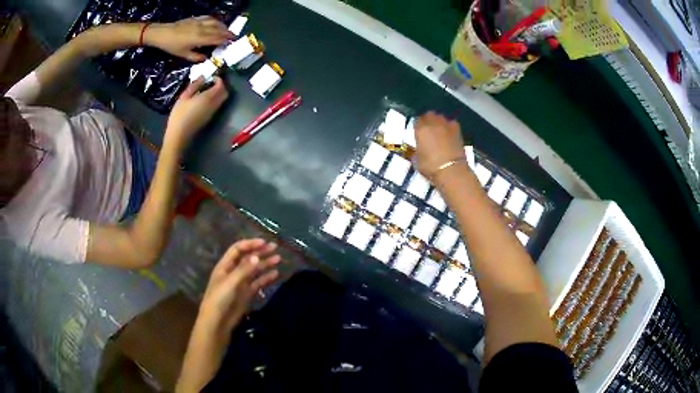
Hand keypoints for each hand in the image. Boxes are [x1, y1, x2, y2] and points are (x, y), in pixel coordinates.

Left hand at [146, 16, 234, 61]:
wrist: (162, 33)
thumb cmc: (172, 46)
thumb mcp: (183, 55)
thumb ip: (196, 57)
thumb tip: (206, 58)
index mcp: (200, 38)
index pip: (217, 38)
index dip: (225, 40)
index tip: (232, 42)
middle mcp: (202, 29)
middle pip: (219, 29)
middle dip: (227, 33)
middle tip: (234, 37)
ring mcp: (199, 22)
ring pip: (215, 22)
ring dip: (223, 26)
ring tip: (227, 30)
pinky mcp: (195, 19)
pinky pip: (209, 18)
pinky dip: (215, 20)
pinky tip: (216, 23)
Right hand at [165, 76, 227, 150]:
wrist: (179, 136)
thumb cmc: (180, 115)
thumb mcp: (184, 97)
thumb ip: (195, 85)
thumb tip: (203, 77)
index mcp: (209, 97)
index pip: (221, 86)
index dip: (219, 79)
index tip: (211, 77)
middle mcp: (215, 104)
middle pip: (224, 93)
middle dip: (220, 86)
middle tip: (210, 83)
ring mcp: (213, 113)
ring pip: (221, 100)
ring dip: (218, 93)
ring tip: (205, 90)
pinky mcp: (210, 118)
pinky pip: (217, 106)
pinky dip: (214, 100)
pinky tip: (203, 100)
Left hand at [198, 239, 280, 334]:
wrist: (218, 322)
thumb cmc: (219, 299)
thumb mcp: (230, 283)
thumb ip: (244, 269)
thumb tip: (257, 256)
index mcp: (225, 266)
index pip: (238, 249)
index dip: (250, 244)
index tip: (264, 243)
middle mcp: (233, 272)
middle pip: (247, 258)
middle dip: (260, 252)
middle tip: (275, 247)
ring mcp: (241, 283)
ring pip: (254, 270)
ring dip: (265, 264)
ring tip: (278, 259)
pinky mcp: (247, 294)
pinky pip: (258, 283)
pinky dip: (266, 278)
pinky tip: (275, 274)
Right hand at [414, 111, 467, 182]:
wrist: (451, 170)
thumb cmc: (431, 167)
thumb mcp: (416, 160)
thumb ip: (417, 150)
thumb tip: (419, 149)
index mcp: (421, 129)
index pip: (417, 120)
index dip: (418, 125)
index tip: (418, 131)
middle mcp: (433, 123)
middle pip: (429, 115)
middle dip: (428, 120)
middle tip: (428, 129)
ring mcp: (446, 125)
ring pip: (441, 117)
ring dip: (439, 122)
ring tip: (439, 131)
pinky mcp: (457, 130)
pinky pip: (451, 123)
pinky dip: (449, 126)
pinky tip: (449, 133)